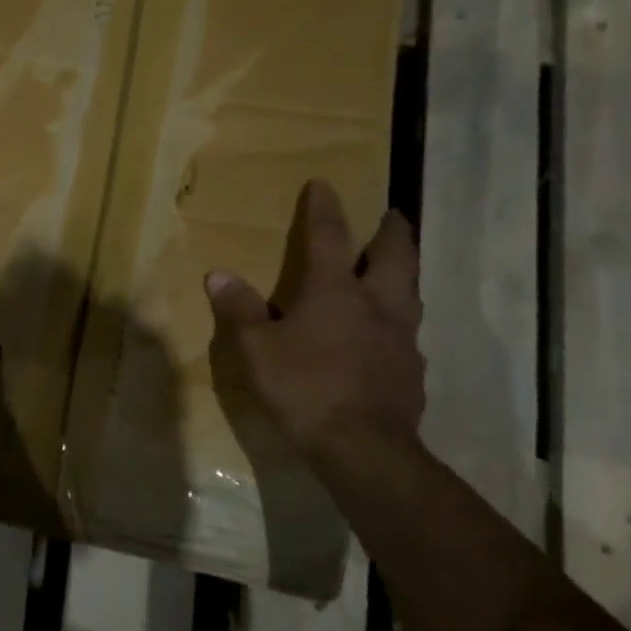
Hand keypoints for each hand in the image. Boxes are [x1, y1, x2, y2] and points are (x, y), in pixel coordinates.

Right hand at [205, 179, 423, 458]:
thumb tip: (218, 274)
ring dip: (404, 273)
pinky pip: (408, 333)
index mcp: (335, 291)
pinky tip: (387, 337)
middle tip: (392, 216)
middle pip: (396, 255)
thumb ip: (240, 310)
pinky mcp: (413, 370)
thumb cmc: (304, 388)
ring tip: (396, 270)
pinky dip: (399, 322)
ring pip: (411, 291)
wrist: (363, 447)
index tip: (324, 184)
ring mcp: (402, 337)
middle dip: (392, 231)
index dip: (324, 208)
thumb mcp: (257, 350)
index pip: (329, 237)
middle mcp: (377, 304)